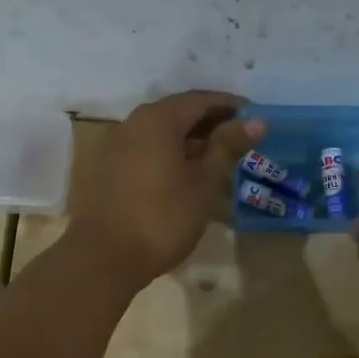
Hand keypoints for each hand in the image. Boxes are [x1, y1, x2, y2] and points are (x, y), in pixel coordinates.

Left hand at [65, 90, 259, 288]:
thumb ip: (228, 147)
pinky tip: (183, 172)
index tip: (254, 116)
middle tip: (239, 137)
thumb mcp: (204, 183)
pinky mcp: (106, 168)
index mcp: (158, 119)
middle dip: (209, 121)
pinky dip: (168, 151)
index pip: (200, 100)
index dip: (230, 106)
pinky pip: (144, 148)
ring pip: (159, 131)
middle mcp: (132, 123)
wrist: (103, 257)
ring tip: (216, 157)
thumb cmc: (163, 218)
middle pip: (177, 111)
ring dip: (188, 138)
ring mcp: (114, 145)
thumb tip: (255, 121)